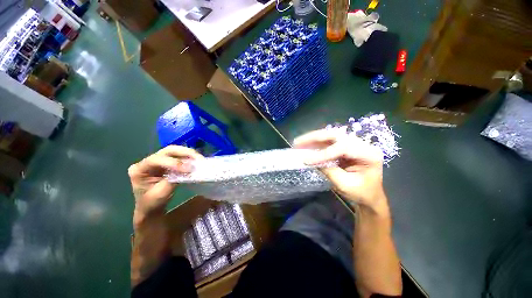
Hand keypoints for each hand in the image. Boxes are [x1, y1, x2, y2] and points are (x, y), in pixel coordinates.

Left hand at [128, 146, 203, 220]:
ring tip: (200, 159)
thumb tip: (188, 169)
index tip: (188, 169)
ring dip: (189, 154)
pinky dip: (189, 158)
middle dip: (184, 153)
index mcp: (139, 169)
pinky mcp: (167, 163)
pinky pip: (180, 157)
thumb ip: (173, 180)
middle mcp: (148, 161)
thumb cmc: (152, 203)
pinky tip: (196, 161)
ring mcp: (158, 161)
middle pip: (167, 151)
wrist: (151, 208)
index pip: (156, 160)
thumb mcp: (161, 194)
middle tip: (198, 158)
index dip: (173, 162)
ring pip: (175, 151)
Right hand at [294, 128, 387, 213]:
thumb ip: (329, 171)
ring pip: (330, 136)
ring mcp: (352, 144)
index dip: (322, 153)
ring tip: (298, 143)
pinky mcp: (344, 147)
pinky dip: (315, 144)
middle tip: (297, 142)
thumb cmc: (361, 193)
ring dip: (312, 139)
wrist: (369, 196)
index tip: (306, 160)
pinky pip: (328, 142)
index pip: (343, 148)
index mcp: (369, 154)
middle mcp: (361, 144)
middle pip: (335, 135)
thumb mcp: (345, 185)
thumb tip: (310, 160)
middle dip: (314, 138)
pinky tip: (305, 146)